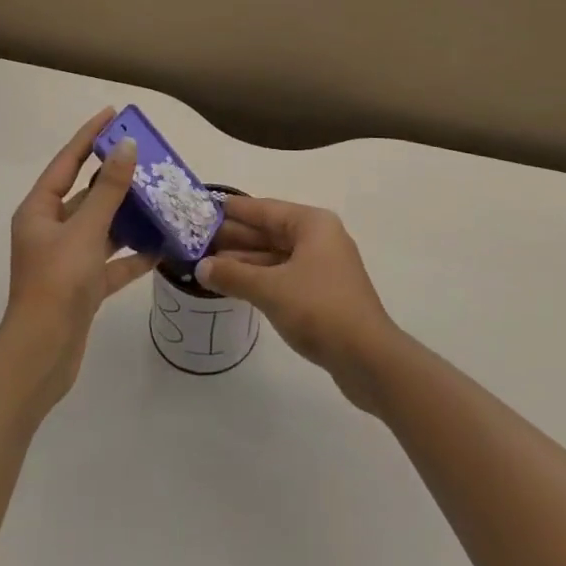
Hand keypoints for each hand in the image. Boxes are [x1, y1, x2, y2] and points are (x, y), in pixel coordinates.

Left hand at [0, 108, 156, 409]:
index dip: (89, 136)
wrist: (42, 357)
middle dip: (116, 177)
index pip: (67, 162)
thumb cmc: (58, 283)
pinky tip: (161, 247)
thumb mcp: (86, 230)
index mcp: (40, 211)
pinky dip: (133, 255)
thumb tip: (128, 147)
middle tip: (148, 157)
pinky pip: (112, 262)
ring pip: (102, 227)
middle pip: (86, 194)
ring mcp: (67, 260)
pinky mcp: (83, 287)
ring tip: (161, 196)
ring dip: (129, 215)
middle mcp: (51, 230)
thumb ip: (109, 189)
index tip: (113, 115)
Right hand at [196, 196, 399, 409]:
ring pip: (276, 256)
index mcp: (312, 224)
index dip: (235, 210)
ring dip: (246, 260)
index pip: (265, 209)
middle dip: (236, 237)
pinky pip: (285, 275)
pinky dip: (261, 278)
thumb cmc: (319, 309)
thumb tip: (201, 267)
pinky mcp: (324, 293)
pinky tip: (237, 285)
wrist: (368, 358)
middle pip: (270, 231)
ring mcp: (323, 266)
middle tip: (198, 239)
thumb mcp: (271, 289)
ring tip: (208, 264)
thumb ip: (234, 275)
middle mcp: (320, 238)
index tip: (206, 207)